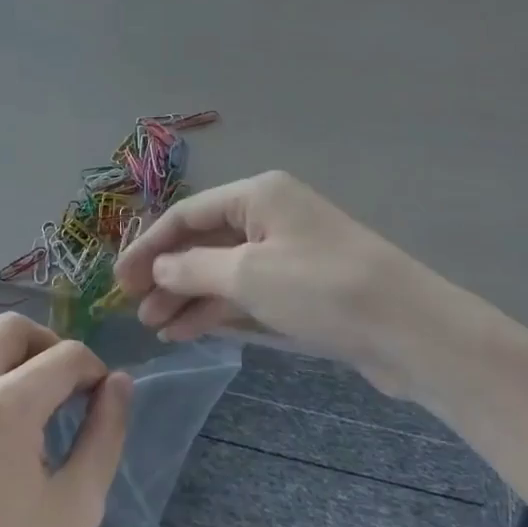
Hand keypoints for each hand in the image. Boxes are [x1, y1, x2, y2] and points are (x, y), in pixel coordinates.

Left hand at [0, 313, 131, 526]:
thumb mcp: (77, 506)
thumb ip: (105, 433)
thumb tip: (118, 383)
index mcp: (5, 406)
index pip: (65, 354)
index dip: (93, 369)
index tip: (101, 400)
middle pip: (12, 328)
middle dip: (49, 344)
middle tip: (66, 388)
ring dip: (13, 357)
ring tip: (32, 403)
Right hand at [113, 171, 460, 394]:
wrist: (409, 330)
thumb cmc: (321, 289)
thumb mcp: (248, 275)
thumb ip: (194, 269)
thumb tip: (159, 269)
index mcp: (258, 195)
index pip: (187, 214)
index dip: (149, 246)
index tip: (118, 279)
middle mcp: (270, 216)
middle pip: (203, 241)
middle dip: (167, 274)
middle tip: (135, 309)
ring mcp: (288, 252)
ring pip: (223, 270)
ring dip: (188, 296)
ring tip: (156, 327)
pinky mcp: (302, 288)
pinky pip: (247, 292)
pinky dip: (217, 308)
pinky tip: (188, 331)